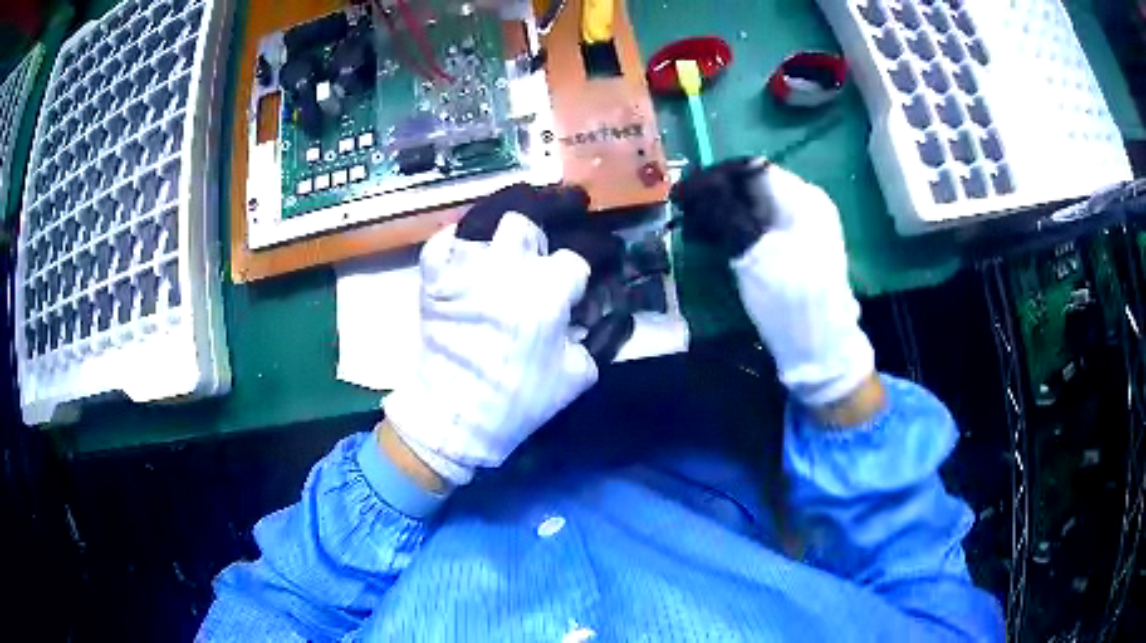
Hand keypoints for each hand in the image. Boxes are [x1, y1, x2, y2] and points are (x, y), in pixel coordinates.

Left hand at [383, 185, 631, 486]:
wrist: (456, 416)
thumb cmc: (521, 399)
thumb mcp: (579, 375)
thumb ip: (607, 336)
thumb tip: (618, 307)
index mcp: (546, 293)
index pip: (582, 252)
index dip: (602, 249)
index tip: (608, 253)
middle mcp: (505, 269)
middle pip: (534, 216)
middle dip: (560, 205)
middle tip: (574, 203)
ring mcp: (465, 268)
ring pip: (490, 212)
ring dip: (516, 203)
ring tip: (531, 200)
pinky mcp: (435, 277)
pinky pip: (445, 238)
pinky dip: (461, 232)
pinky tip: (477, 235)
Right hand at [671, 159, 880, 416]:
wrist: (820, 347)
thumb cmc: (789, 298)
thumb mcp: (754, 254)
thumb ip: (725, 214)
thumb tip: (695, 187)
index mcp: (803, 198)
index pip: (752, 170)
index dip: (714, 178)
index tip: (682, 194)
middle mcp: (807, 204)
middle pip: (754, 186)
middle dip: (717, 196)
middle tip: (685, 215)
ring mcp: (805, 227)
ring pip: (756, 206)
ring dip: (724, 213)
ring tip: (696, 231)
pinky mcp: (799, 248)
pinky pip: (764, 225)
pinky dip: (738, 228)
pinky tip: (718, 241)